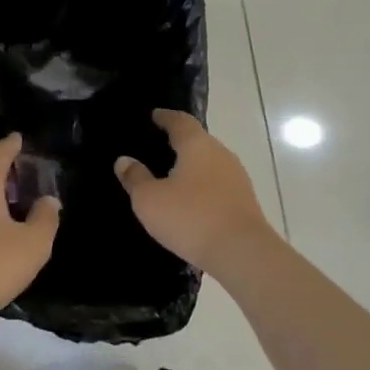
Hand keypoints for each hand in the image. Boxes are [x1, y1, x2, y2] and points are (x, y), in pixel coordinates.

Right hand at [115, 109, 273, 276]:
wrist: (242, 253)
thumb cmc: (190, 218)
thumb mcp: (150, 200)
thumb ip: (135, 178)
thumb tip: (124, 160)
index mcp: (197, 144)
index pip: (180, 120)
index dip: (165, 117)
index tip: (154, 116)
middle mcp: (220, 153)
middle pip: (198, 140)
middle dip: (179, 142)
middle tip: (158, 147)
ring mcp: (237, 177)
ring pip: (210, 163)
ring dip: (192, 166)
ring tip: (172, 175)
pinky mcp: (245, 201)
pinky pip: (218, 184)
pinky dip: (203, 185)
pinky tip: (191, 200)